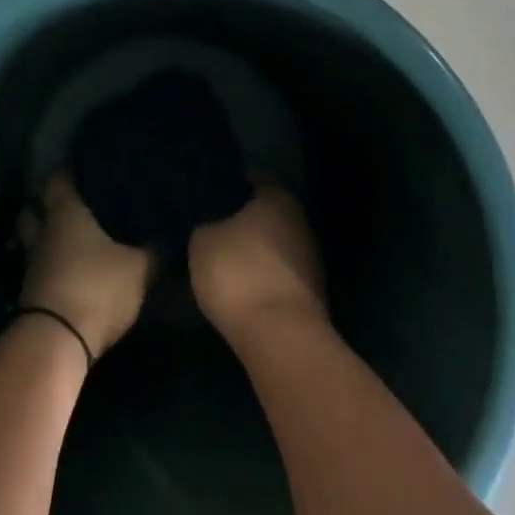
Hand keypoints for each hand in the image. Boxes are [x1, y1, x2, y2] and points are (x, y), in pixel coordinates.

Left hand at [20, 173, 151, 358]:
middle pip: (34, 208)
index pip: (57, 179)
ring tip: (71, 237)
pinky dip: (51, 264)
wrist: (58, 340)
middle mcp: (44, 232)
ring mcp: (33, 263)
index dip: (68, 171)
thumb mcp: (139, 268)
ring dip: (47, 237)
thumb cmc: (97, 288)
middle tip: (74, 202)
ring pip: (34, 239)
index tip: (85, 167)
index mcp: (65, 212)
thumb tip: (168, 232)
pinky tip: (70, 268)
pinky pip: (40, 267)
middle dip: (48, 204)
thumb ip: (154, 249)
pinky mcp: (31, 292)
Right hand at [189, 182, 327, 341]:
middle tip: (217, 224)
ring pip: (278, 243)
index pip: (257, 178)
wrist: (280, 335)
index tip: (214, 190)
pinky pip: (281, 272)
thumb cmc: (238, 273)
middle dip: (247, 217)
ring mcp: (311, 258)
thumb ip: (207, 224)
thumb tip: (211, 223)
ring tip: (227, 257)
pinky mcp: (312, 292)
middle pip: (271, 212)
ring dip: (257, 249)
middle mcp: (301, 221)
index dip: (235, 182)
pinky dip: (264, 274)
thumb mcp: (202, 241)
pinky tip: (243, 284)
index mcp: (278, 199)